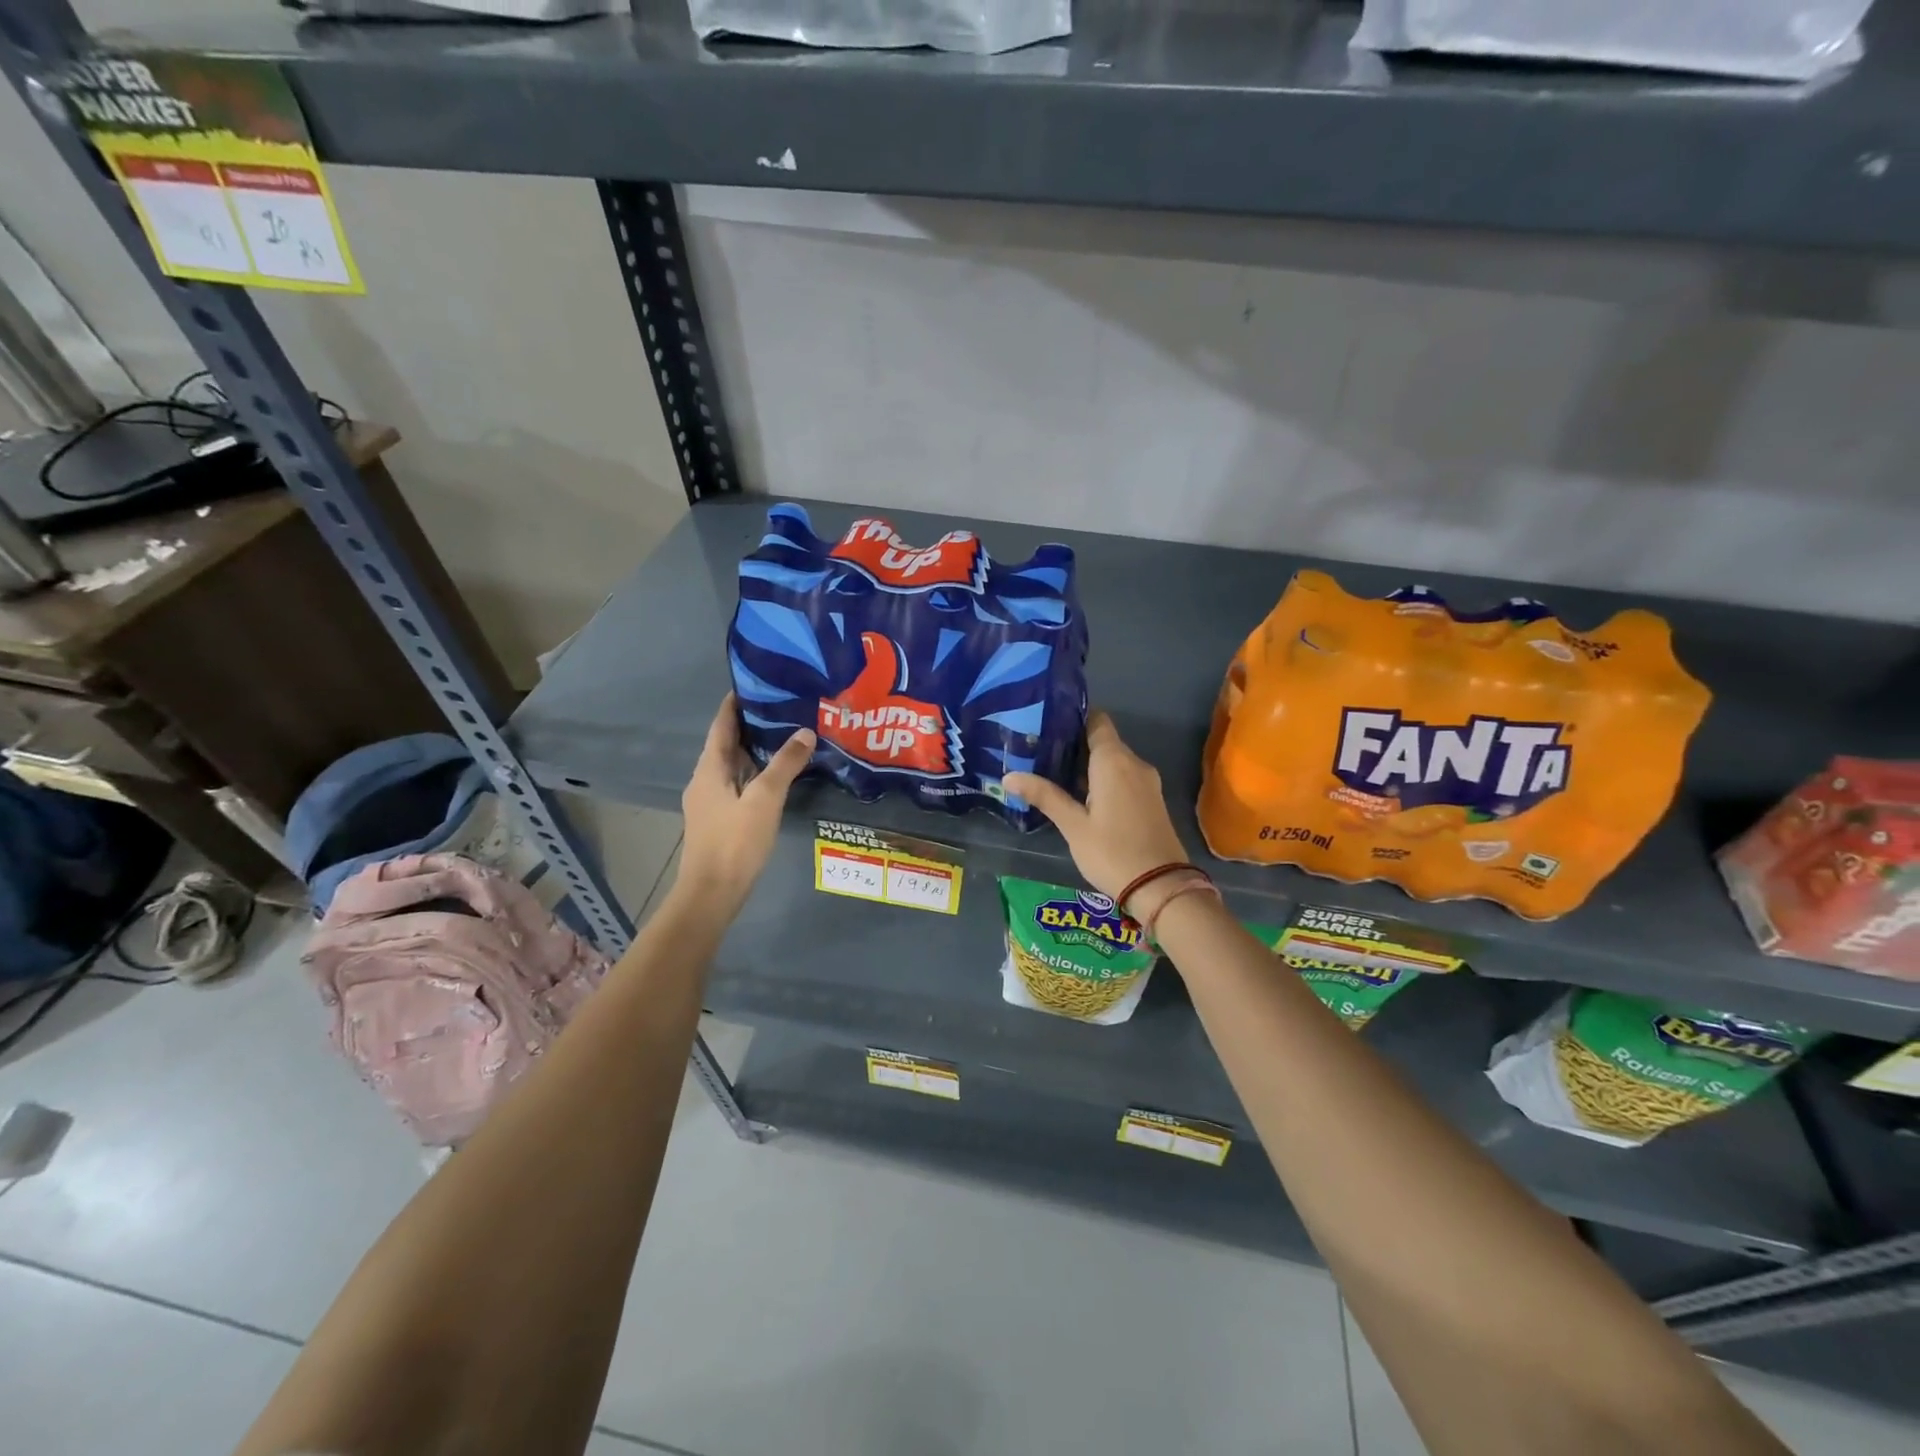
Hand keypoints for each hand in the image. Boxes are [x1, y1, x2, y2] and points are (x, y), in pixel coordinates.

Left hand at [677, 694, 814, 913]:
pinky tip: (778, 776)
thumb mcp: (765, 799)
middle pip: (727, 743)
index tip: (758, 683)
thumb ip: (785, 764)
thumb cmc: (735, 841)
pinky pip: (738, 784)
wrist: (712, 893)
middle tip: (784, 707)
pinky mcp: (720, 819)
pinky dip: (756, 772)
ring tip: (787, 735)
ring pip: (734, 765)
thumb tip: (805, 731)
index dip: (736, 702)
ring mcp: (710, 801)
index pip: (721, 724)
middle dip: (752, 724)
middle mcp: (705, 779)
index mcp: (710, 768)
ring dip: (756, 749)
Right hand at [1004, 711, 1189, 901]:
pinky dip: (1103, 779)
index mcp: (1114, 761)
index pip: (1097, 720)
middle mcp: (1134, 763)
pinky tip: (1080, 796)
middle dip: (1074, 744)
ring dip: (1088, 764)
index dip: (1073, 718)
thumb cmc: (1112, 852)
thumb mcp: (1073, 826)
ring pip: (1113, 761)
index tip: (1046, 724)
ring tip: (1053, 773)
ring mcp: (1146, 782)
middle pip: (1103, 740)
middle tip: (1039, 752)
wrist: (1161, 887)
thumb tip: (1008, 776)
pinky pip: (1123, 777)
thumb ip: (1044, 796)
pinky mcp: (1151, 800)